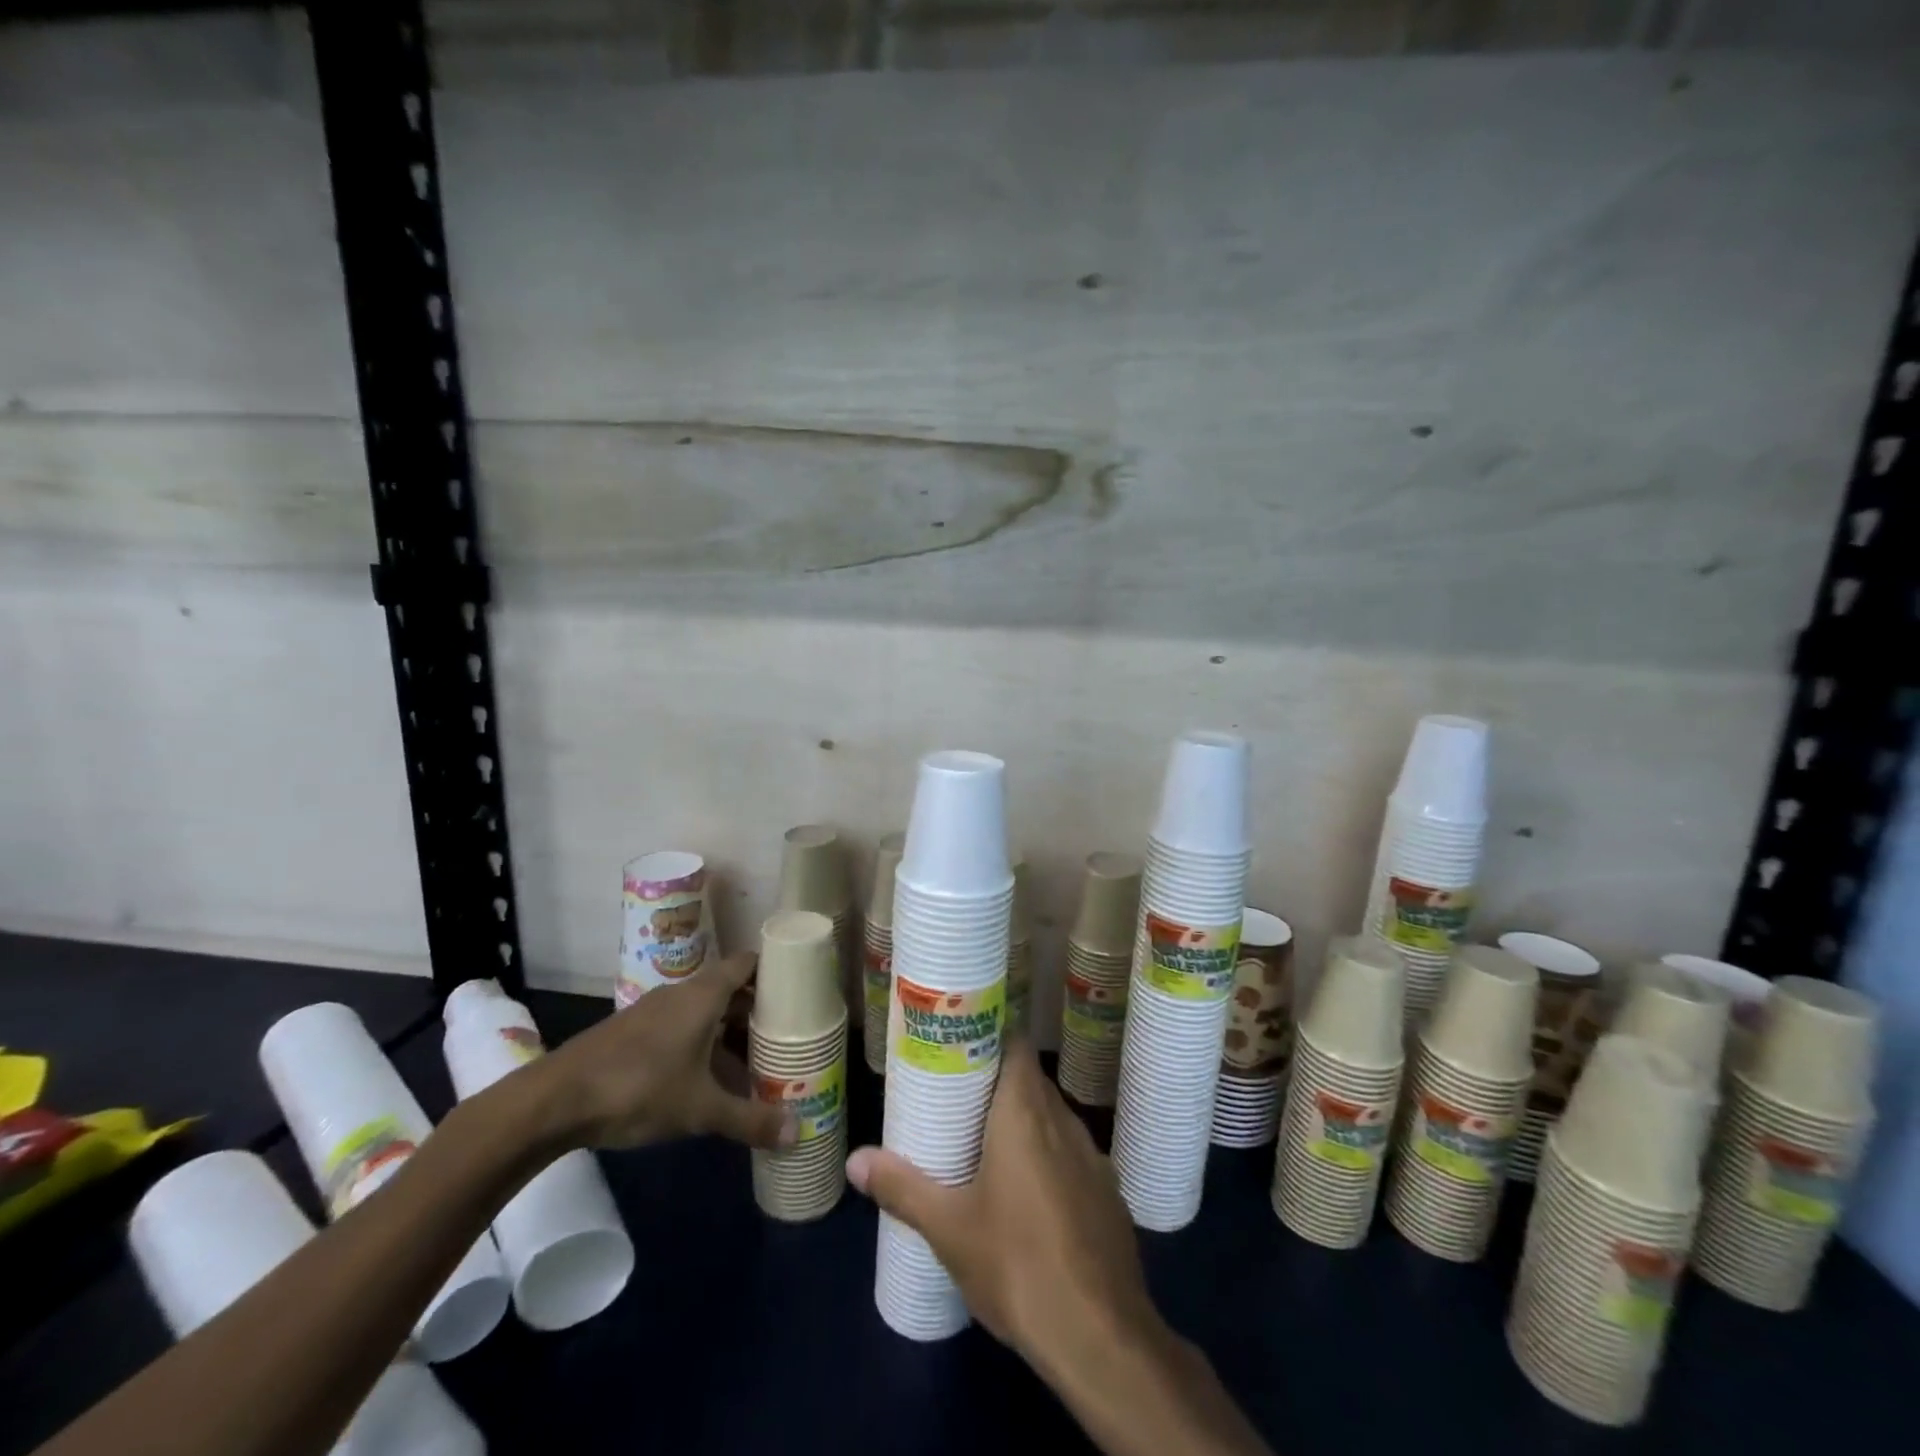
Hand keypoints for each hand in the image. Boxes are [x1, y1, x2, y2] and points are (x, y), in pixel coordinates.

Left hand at [529, 953, 794, 1152]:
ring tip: (757, 1062)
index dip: (775, 970)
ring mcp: (655, 1013)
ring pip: (705, 1013)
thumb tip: (798, 1132)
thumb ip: (749, 1119)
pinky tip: (710, 1079)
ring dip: (730, 1033)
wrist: (553, 1101)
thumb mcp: (700, 1109)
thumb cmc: (638, 1087)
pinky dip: (703, 1045)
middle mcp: (682, 994)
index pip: (748, 963)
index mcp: (704, 994)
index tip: (801, 988)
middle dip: (758, 1011)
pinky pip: (683, 1029)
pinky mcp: (634, 1034)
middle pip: (730, 989)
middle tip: (788, 1035)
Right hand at [845, 1036, 1162, 1376]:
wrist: (1102, 1337)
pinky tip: (1029, 1198)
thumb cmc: (1017, 1264)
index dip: (989, 1037)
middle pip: (1030, 1081)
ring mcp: (1093, 1156)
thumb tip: (855, 1160)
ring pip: (1052, 1119)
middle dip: (996, 1085)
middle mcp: (1063, 1120)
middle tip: (958, 1101)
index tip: (959, 1050)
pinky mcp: (1109, 1193)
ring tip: (987, 1146)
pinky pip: (1072, 1156)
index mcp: (1025, 1112)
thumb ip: (902, 1187)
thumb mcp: (948, 1228)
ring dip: (1024, 1124)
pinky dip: (1049, 1159)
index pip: (1014, 1045)